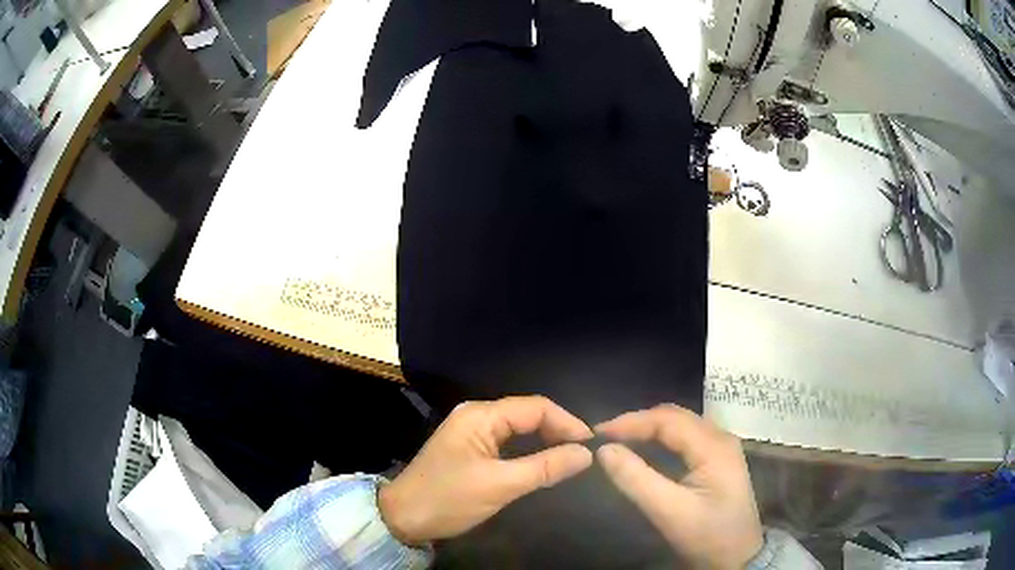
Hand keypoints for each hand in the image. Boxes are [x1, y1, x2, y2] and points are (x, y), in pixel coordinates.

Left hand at [378, 396, 593, 544]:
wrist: (402, 518)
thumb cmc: (448, 499)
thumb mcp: (500, 485)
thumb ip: (545, 467)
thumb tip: (586, 454)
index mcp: (481, 415)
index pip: (536, 407)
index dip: (567, 423)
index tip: (591, 446)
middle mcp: (477, 415)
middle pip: (528, 414)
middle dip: (559, 431)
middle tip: (584, 455)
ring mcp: (472, 431)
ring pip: (520, 429)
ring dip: (546, 441)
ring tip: (572, 459)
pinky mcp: (471, 448)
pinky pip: (508, 442)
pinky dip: (530, 450)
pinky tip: (545, 462)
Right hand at [595, 404, 763, 569]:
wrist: (739, 556)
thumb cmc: (708, 535)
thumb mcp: (670, 512)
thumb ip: (637, 479)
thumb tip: (604, 450)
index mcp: (713, 446)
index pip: (667, 419)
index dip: (631, 421)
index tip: (598, 434)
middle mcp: (720, 438)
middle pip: (675, 416)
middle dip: (638, 422)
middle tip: (606, 437)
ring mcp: (721, 448)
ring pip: (680, 425)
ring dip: (649, 428)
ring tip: (619, 440)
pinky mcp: (717, 460)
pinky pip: (685, 438)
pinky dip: (660, 439)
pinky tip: (644, 450)